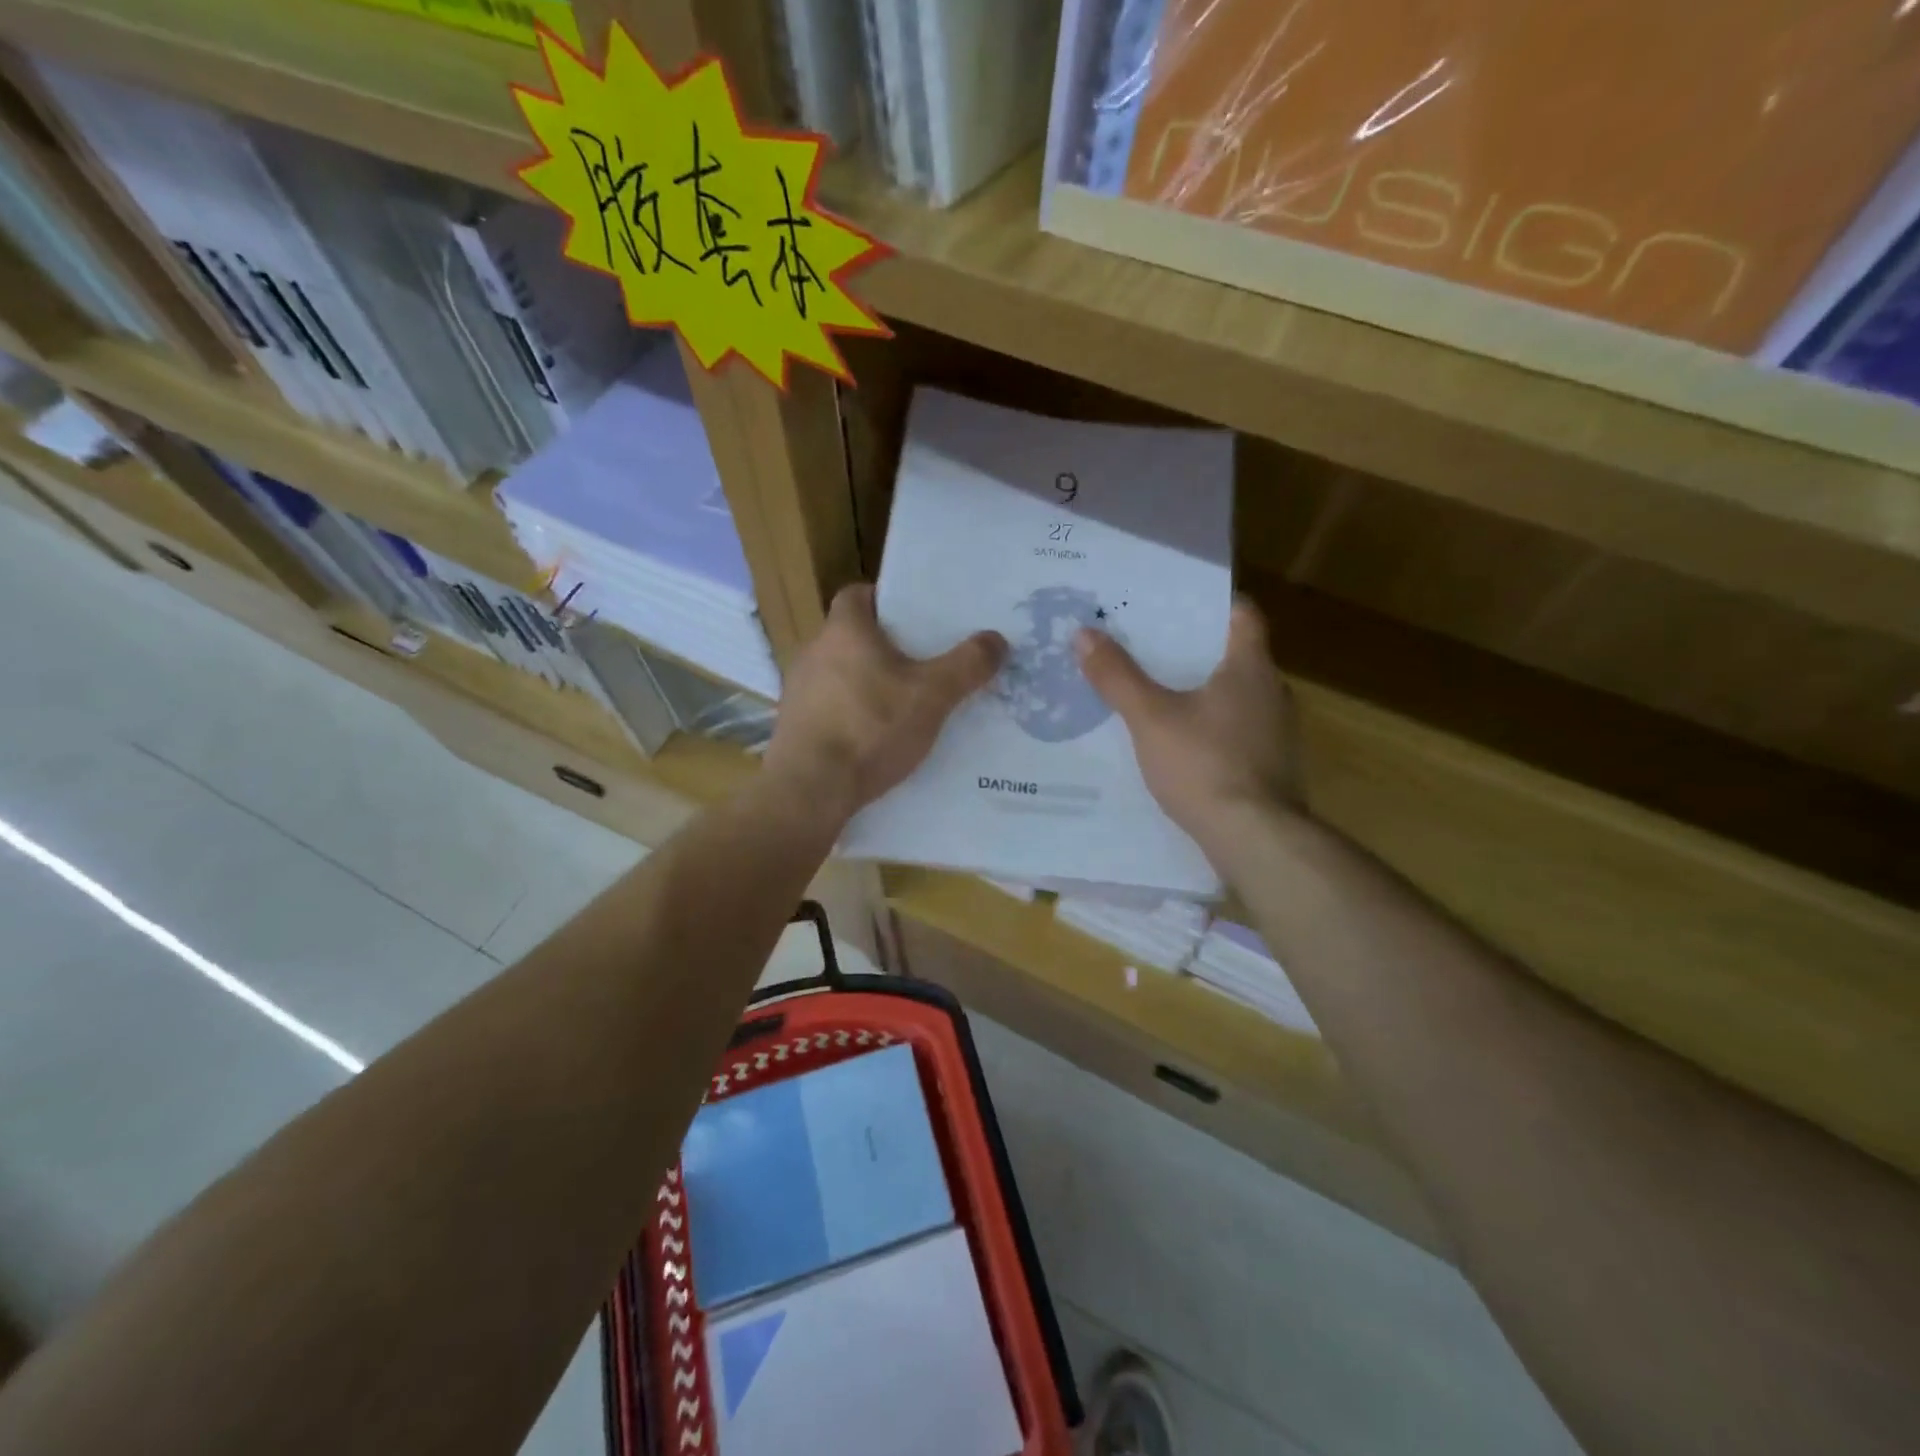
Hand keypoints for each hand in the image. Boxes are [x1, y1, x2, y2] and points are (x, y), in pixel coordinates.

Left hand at [765, 585, 1006, 820]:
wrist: (811, 789)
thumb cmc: (871, 728)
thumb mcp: (932, 696)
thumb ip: (967, 665)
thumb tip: (997, 639)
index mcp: (844, 630)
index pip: (858, 595)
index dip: (886, 600)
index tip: (914, 617)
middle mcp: (813, 652)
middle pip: (852, 636)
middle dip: (884, 647)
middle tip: (922, 664)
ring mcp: (798, 691)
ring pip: (840, 675)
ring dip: (867, 684)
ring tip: (903, 706)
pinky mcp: (792, 727)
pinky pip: (829, 710)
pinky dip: (851, 717)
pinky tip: (875, 741)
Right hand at [1076, 596, 1300, 851]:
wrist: (1254, 838)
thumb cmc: (1204, 765)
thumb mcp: (1150, 718)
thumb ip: (1118, 677)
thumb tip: (1084, 634)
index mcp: (1251, 667)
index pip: (1242, 613)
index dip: (1210, 602)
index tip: (1173, 603)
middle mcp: (1274, 692)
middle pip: (1236, 654)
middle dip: (1195, 648)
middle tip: (1150, 646)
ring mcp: (1279, 732)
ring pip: (1238, 695)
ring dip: (1204, 691)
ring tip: (1159, 692)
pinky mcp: (1274, 766)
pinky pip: (1239, 731)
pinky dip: (1213, 727)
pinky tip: (1182, 743)